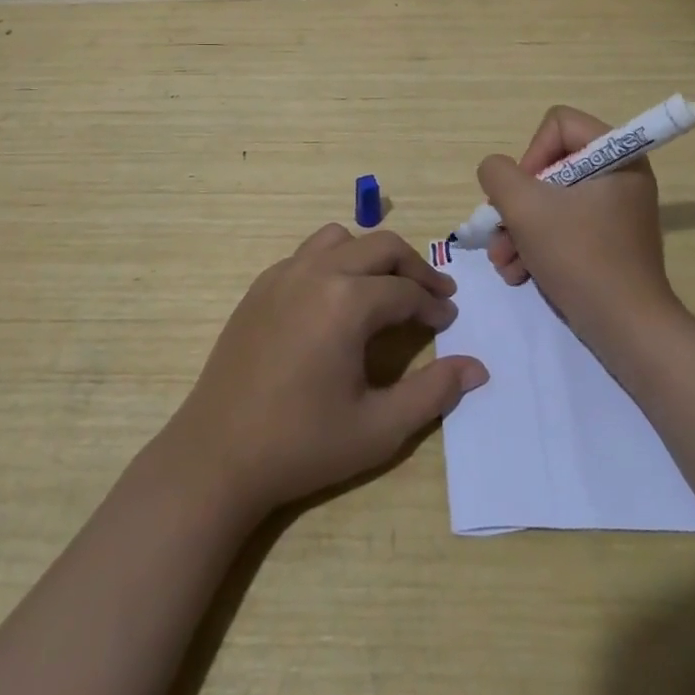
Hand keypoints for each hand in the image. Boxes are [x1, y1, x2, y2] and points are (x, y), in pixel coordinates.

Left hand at [162, 224, 488, 518]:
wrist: (217, 456)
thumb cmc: (302, 444)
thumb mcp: (378, 428)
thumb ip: (433, 393)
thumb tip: (477, 368)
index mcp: (347, 301)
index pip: (406, 291)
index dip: (434, 305)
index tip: (449, 320)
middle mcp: (317, 272)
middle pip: (380, 247)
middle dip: (413, 268)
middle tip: (434, 294)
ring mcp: (283, 274)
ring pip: (341, 238)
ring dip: (372, 255)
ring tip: (386, 288)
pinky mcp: (261, 286)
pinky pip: (308, 254)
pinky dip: (335, 261)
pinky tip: (337, 300)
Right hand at [478, 105, 680, 351]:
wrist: (627, 329)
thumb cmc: (580, 256)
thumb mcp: (525, 207)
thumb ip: (498, 174)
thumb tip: (496, 172)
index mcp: (617, 155)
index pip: (558, 124)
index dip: (531, 155)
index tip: (522, 195)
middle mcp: (620, 176)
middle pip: (550, 166)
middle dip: (516, 204)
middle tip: (500, 233)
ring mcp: (615, 211)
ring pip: (551, 201)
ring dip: (518, 230)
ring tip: (504, 263)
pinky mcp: (608, 241)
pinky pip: (564, 227)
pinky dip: (537, 246)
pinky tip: (519, 274)